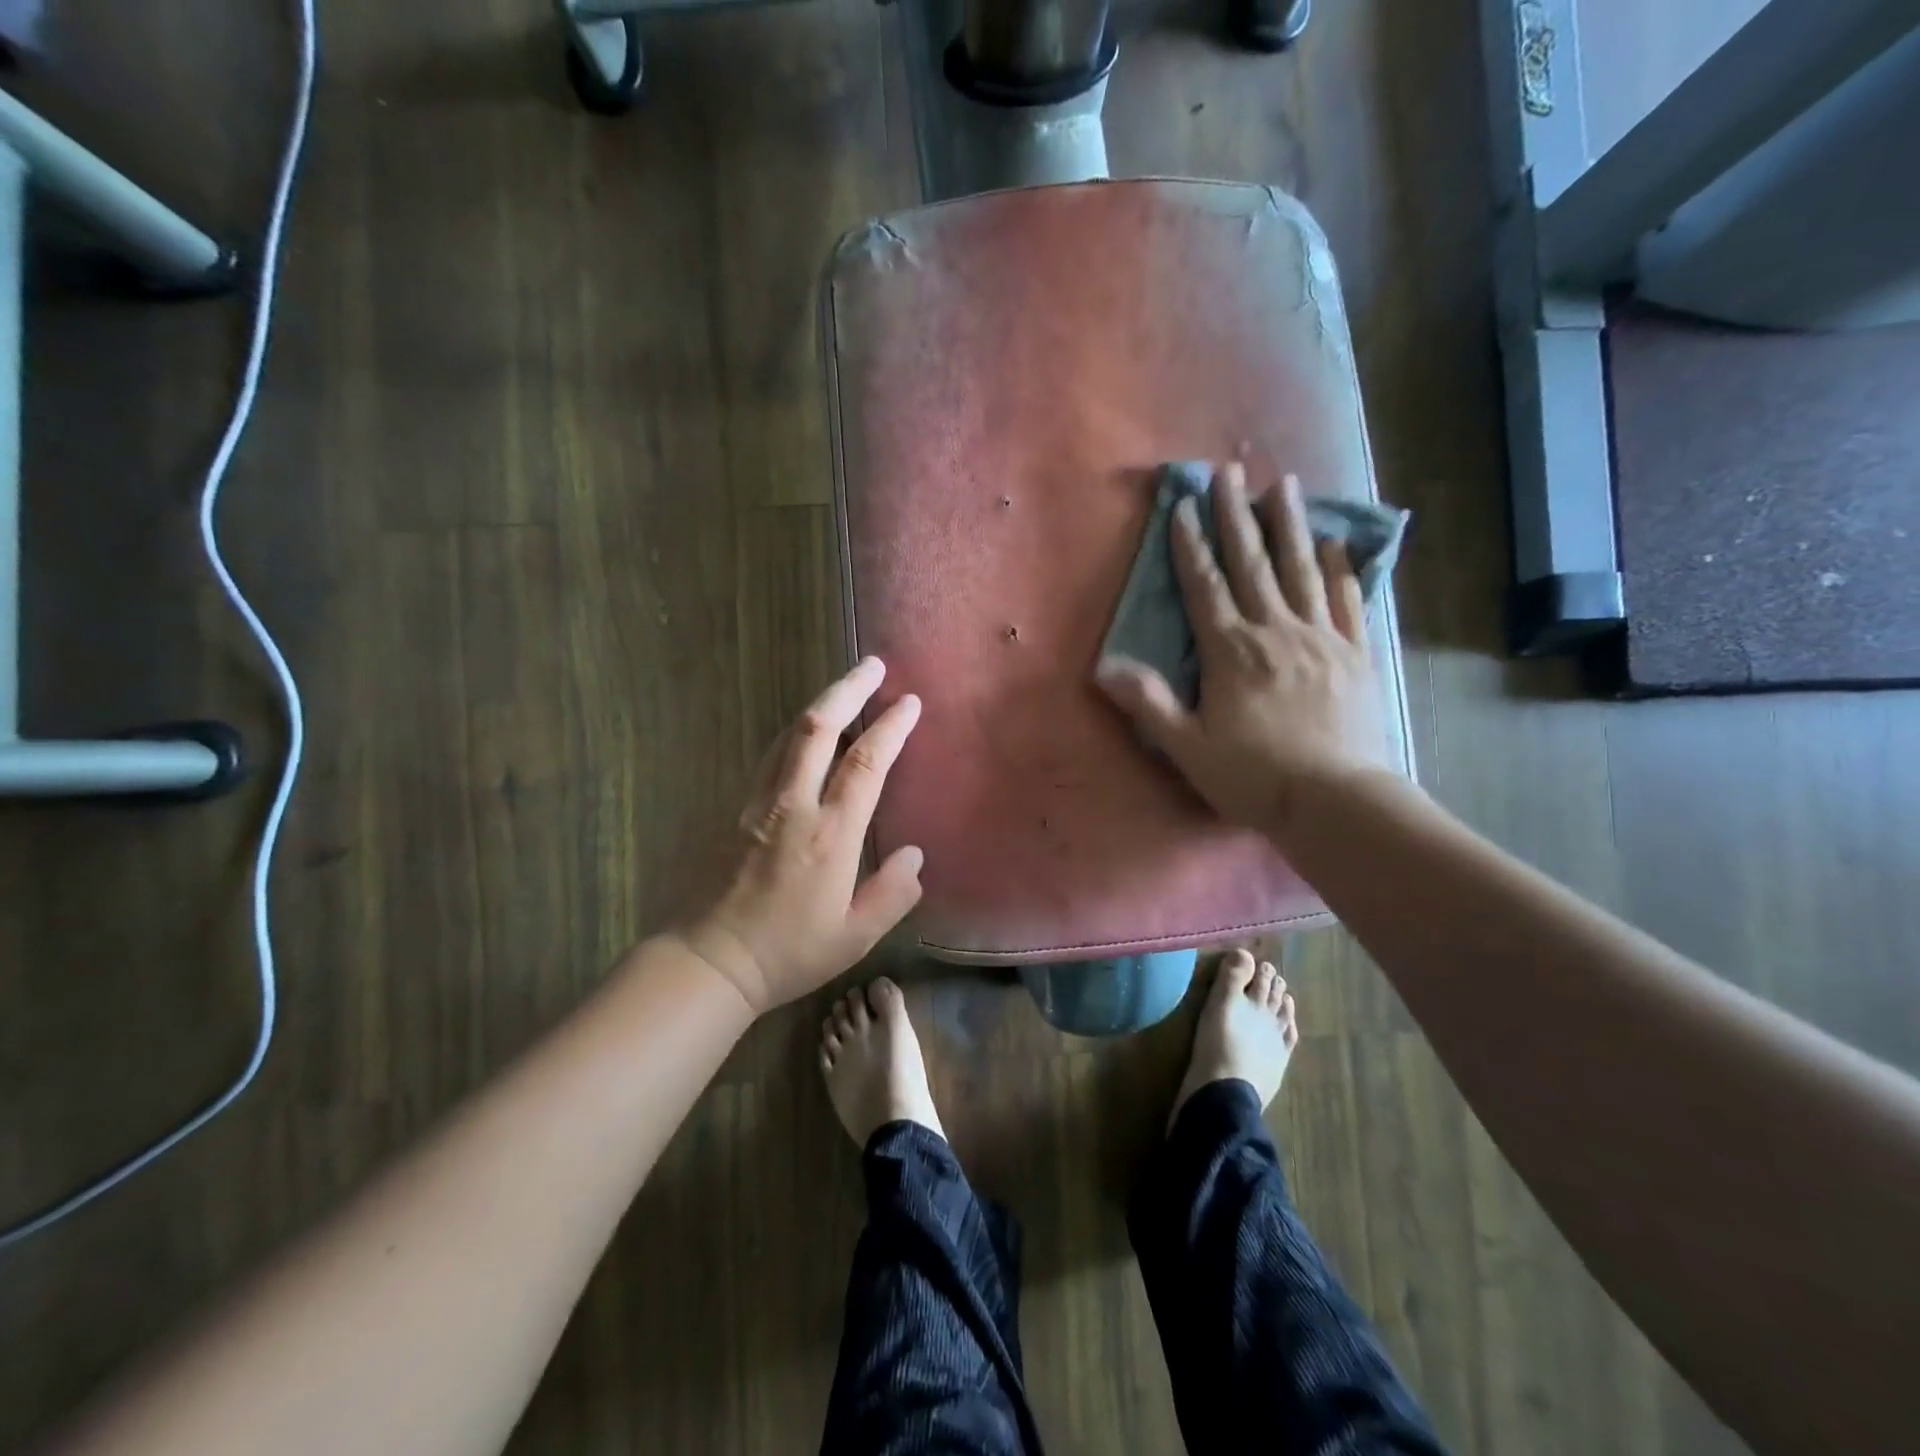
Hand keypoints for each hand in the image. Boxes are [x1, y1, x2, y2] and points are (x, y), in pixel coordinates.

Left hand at [678, 657, 924, 1014]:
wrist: (709, 961)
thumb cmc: (788, 953)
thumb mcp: (854, 937)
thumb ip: (892, 893)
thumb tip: (914, 855)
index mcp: (829, 835)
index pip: (865, 764)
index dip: (889, 728)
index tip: (909, 702)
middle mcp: (792, 806)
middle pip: (818, 727)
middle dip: (848, 689)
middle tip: (873, 665)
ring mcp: (758, 803)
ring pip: (789, 734)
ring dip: (821, 703)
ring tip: (846, 688)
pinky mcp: (736, 808)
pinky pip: (771, 755)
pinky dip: (796, 731)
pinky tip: (808, 732)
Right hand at [1095, 464, 1387, 841]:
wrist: (1336, 801)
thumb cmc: (1253, 776)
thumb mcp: (1187, 746)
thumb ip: (1148, 703)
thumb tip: (1104, 666)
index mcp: (1231, 650)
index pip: (1206, 586)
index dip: (1191, 545)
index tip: (1183, 505)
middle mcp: (1275, 630)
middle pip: (1253, 563)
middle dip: (1237, 514)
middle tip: (1230, 470)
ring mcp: (1320, 638)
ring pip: (1302, 569)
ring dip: (1291, 524)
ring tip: (1285, 485)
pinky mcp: (1355, 653)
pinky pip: (1346, 599)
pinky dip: (1340, 568)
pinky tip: (1337, 543)